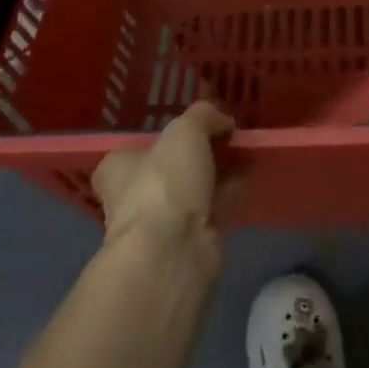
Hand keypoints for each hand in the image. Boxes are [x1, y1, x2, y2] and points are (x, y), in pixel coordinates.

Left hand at [92, 102, 233, 246]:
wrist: (172, 250)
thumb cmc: (165, 181)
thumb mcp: (186, 130)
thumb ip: (203, 116)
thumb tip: (222, 120)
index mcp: (118, 168)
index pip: (136, 147)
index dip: (164, 136)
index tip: (194, 125)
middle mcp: (134, 195)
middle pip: (170, 166)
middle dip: (199, 152)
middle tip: (228, 134)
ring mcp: (161, 222)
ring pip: (193, 187)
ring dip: (218, 170)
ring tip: (246, 150)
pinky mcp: (188, 241)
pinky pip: (212, 207)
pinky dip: (229, 191)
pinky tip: (250, 174)